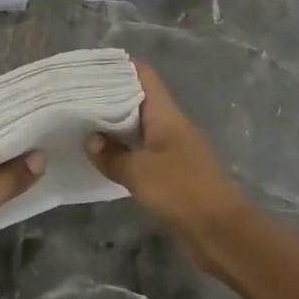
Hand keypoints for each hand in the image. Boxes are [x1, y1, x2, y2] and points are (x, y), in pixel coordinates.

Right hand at [86, 59, 250, 272]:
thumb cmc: (182, 190)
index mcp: (165, 113)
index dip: (118, 66)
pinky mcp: (171, 170)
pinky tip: (102, 155)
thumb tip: (89, 139)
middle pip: (138, 98)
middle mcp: (169, 123)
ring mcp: (172, 147)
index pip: (143, 75)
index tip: (90, 67)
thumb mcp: (140, 172)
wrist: (222, 231)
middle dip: (109, 95)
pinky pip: (142, 149)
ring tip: (81, 122)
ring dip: (114, 123)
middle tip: (76, 96)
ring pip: (138, 125)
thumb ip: (112, 156)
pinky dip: (123, 148)